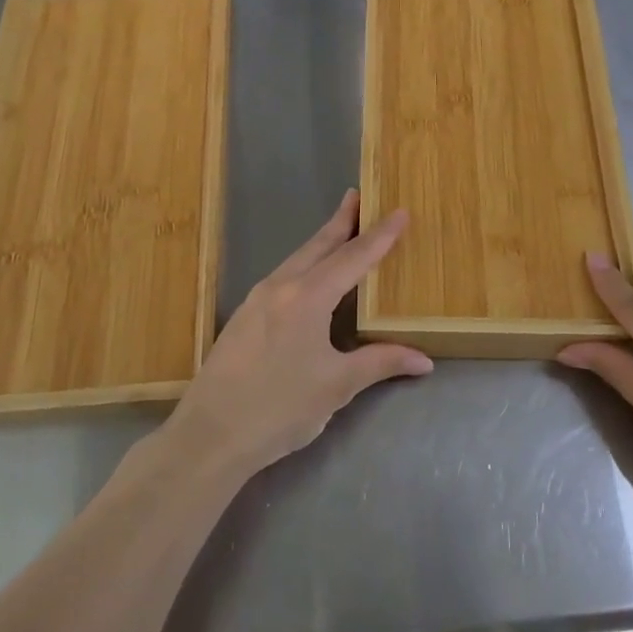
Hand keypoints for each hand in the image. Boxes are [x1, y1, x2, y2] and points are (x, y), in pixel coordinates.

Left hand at [164, 190, 431, 480]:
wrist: (209, 435)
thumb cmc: (279, 408)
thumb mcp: (336, 386)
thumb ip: (380, 363)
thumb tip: (423, 360)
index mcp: (307, 297)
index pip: (352, 258)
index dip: (379, 236)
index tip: (399, 211)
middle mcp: (280, 287)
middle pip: (318, 246)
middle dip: (341, 221)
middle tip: (358, 196)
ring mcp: (256, 301)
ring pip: (296, 260)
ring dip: (321, 243)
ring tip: (340, 230)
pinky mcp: (243, 317)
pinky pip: (281, 277)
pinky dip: (303, 265)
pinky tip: (307, 278)